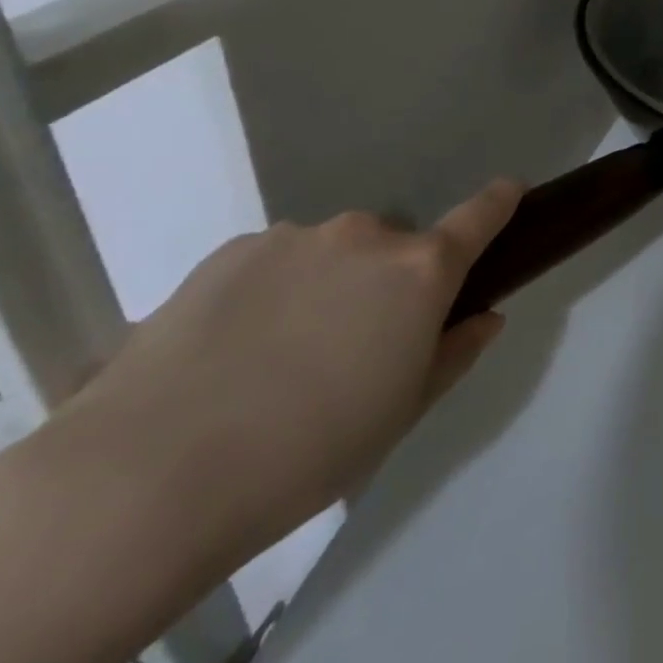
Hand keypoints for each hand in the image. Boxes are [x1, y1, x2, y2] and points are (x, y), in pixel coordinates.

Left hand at [60, 180, 522, 555]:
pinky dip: (275, 291)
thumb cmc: (310, 451)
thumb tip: (485, 315)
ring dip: (329, 287)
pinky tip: (234, 351)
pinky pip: (278, 261)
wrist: (152, 472)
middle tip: (358, 345)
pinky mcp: (234, 249)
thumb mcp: (403, 411)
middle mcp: (365, 236)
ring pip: (334, 253)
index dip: (498, 202)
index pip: (477, 218)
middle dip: (390, 281)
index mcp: (418, 271)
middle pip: (396, 246)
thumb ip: (455, 352)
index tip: (510, 190)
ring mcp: (296, 236)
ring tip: (281, 359)